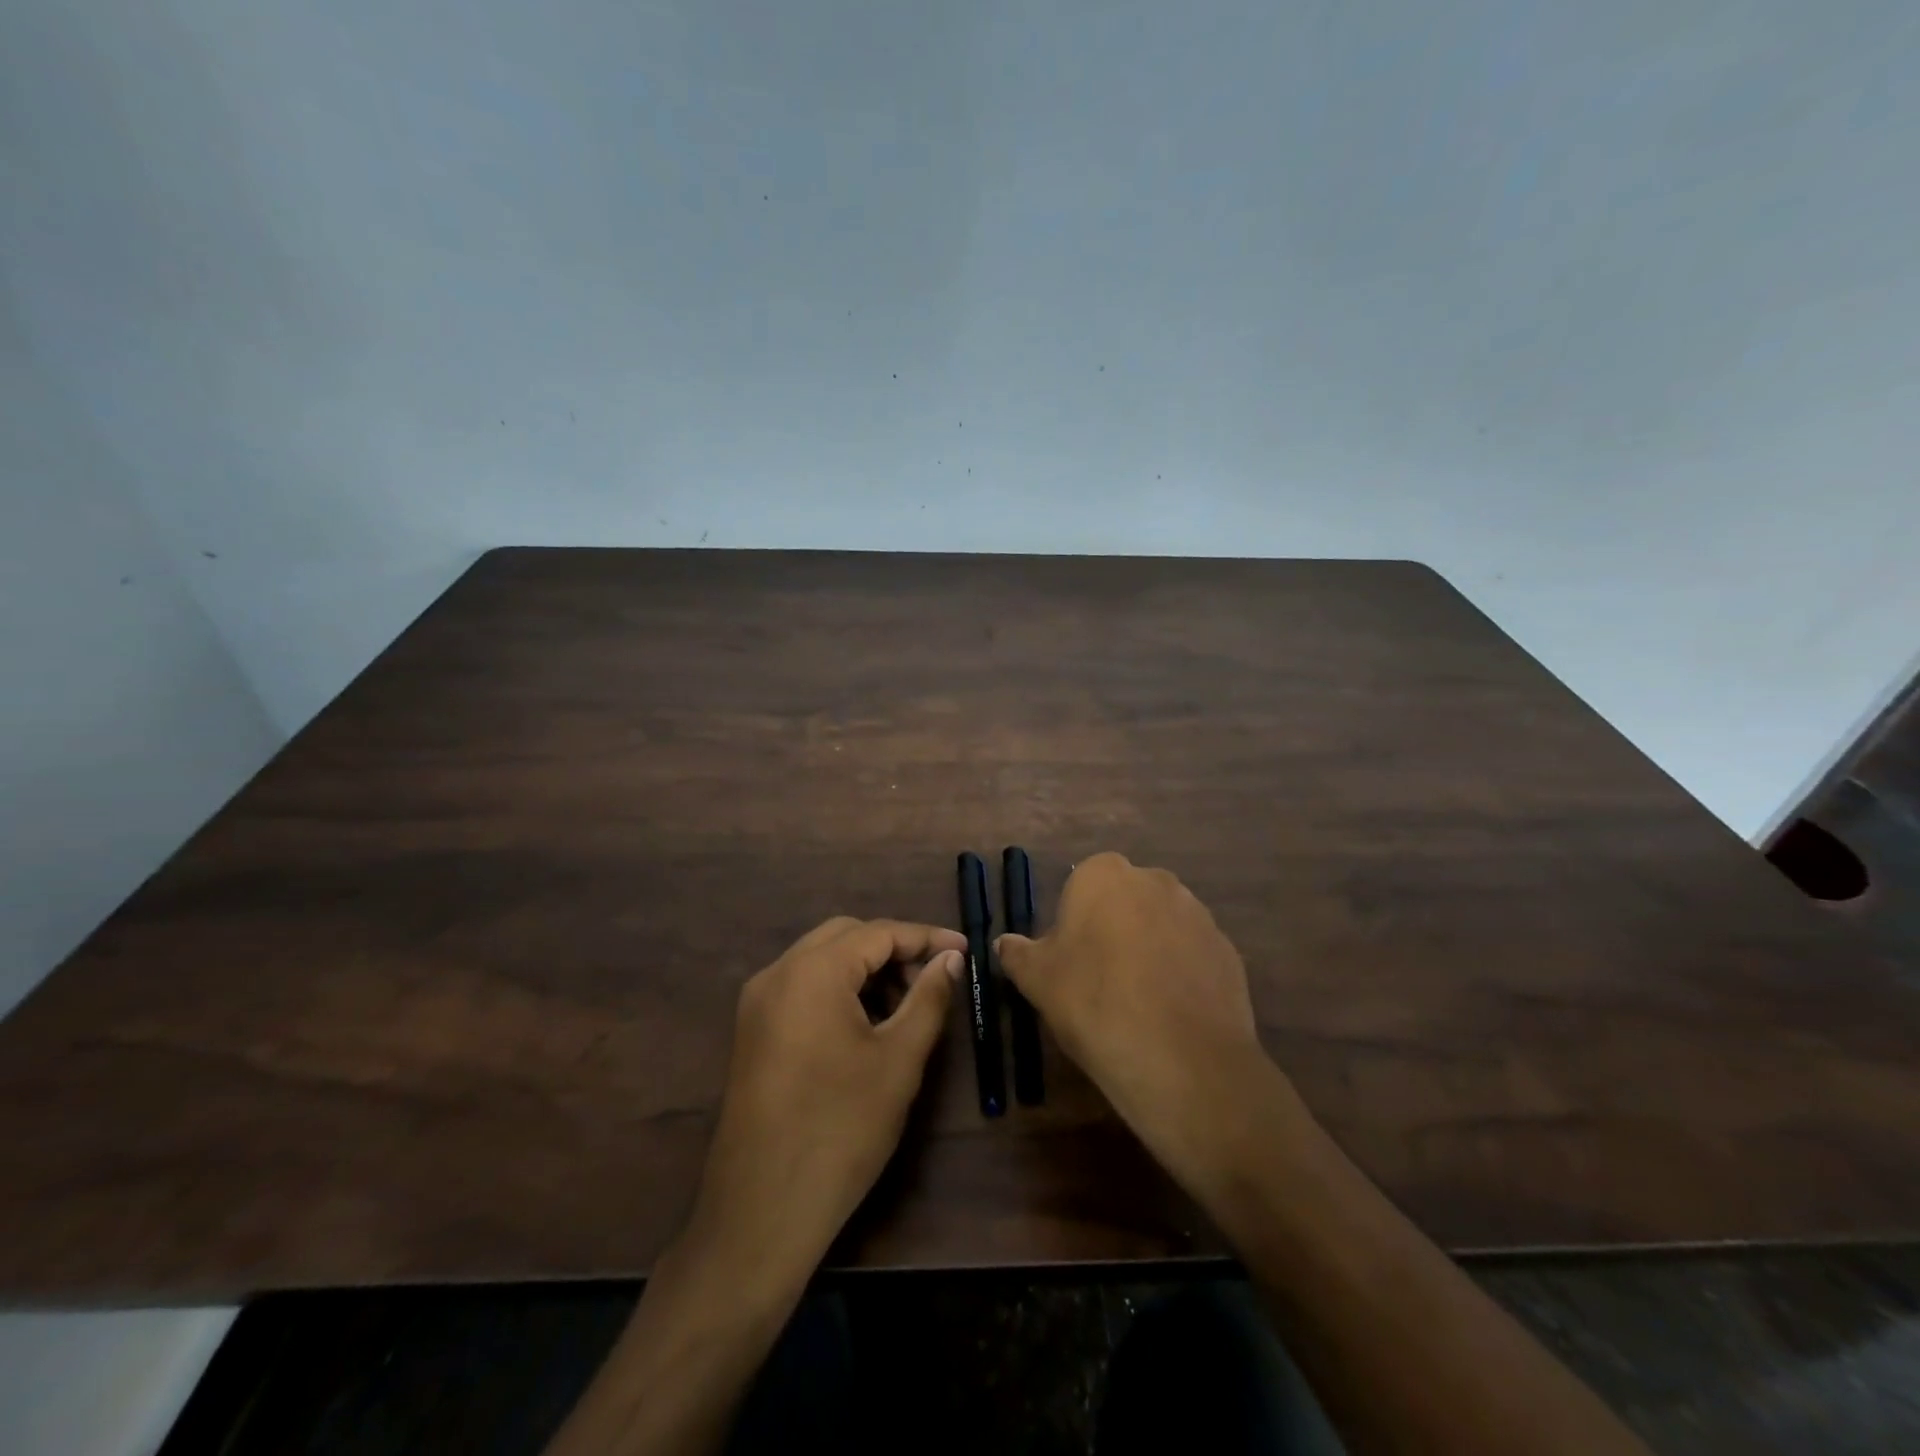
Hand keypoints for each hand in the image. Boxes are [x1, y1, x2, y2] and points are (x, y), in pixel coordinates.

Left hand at [689, 917, 962, 1280]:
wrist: (760, 1212)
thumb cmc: (841, 1130)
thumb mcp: (898, 1060)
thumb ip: (928, 997)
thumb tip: (950, 959)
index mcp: (812, 972)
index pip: (878, 932)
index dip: (925, 937)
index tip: (964, 951)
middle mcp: (777, 973)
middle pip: (845, 936)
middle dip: (894, 948)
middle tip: (933, 978)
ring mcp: (758, 1002)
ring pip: (821, 959)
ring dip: (866, 968)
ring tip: (905, 1003)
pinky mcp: (752, 1030)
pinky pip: (802, 986)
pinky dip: (839, 988)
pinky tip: (866, 1022)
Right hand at [996, 854, 1306, 1194]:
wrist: (1181, 1058)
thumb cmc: (1094, 1003)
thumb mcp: (1037, 980)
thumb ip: (1018, 953)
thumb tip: (1004, 943)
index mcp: (1104, 875)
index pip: (1081, 886)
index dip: (1073, 924)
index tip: (1069, 962)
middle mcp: (1154, 880)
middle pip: (1124, 900)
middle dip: (1112, 929)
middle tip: (1099, 981)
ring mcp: (1197, 913)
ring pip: (1160, 925)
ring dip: (1148, 949)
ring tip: (1137, 1002)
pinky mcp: (1227, 950)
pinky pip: (1192, 954)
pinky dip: (1179, 973)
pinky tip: (1169, 1013)